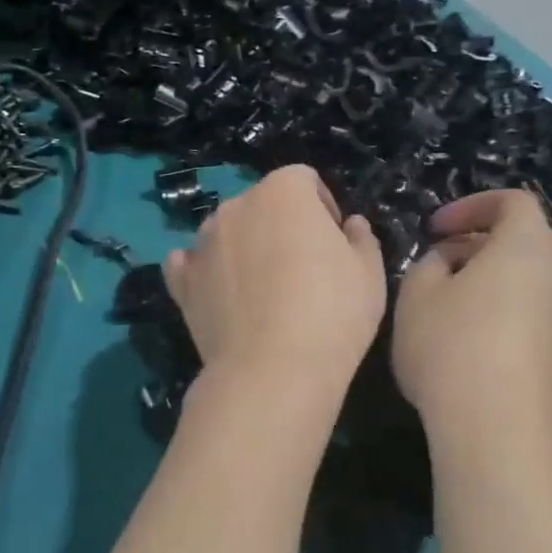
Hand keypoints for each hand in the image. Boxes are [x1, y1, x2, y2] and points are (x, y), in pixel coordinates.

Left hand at [163, 165, 386, 394]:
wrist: (273, 372)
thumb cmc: (332, 314)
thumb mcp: (369, 274)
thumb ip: (361, 239)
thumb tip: (350, 225)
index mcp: (283, 192)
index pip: (304, 180)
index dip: (322, 207)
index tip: (333, 242)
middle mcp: (236, 207)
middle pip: (262, 204)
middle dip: (281, 226)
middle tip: (301, 269)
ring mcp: (202, 243)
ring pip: (227, 232)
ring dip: (244, 247)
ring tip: (262, 290)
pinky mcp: (182, 282)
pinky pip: (191, 264)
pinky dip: (205, 272)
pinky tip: (220, 294)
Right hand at [393, 189, 551, 440]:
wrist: (498, 433)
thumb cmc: (451, 348)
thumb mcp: (416, 295)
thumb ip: (428, 264)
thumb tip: (448, 263)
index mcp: (527, 249)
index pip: (514, 202)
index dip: (471, 206)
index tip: (434, 229)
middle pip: (521, 244)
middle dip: (474, 248)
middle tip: (432, 271)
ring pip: (527, 283)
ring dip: (488, 284)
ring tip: (446, 312)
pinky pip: (533, 318)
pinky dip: (503, 316)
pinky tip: (470, 350)